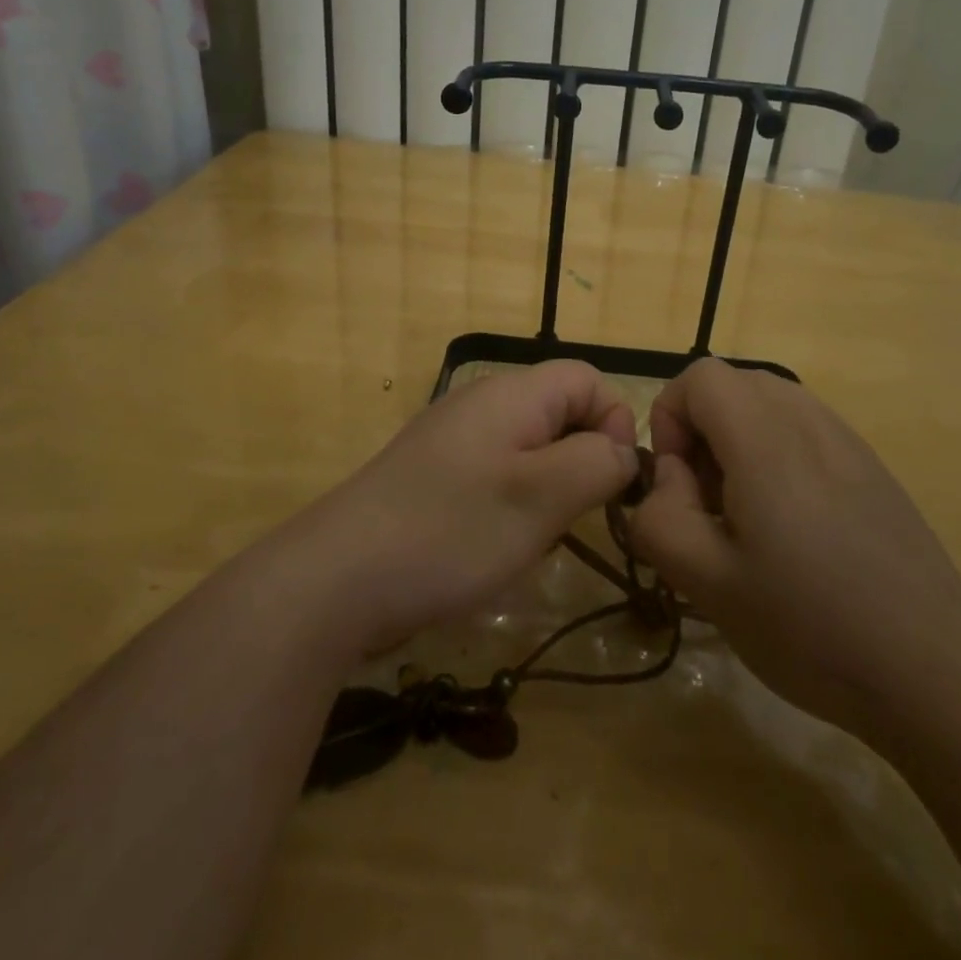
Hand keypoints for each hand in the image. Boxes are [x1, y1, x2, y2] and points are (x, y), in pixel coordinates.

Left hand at [282, 360, 639, 657]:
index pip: (588, 380)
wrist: (336, 578)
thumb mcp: (542, 496)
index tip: (611, 482)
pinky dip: (512, 505)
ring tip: (533, 538)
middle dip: (581, 462)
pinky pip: (495, 476)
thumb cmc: (450, 530)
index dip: (615, 422)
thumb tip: (624, 451)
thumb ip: (598, 463)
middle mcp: (481, 405)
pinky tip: (494, 547)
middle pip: (559, 413)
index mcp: (511, 394)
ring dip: (548, 491)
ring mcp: (452, 441)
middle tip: (572, 517)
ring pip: (530, 450)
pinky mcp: (432, 477)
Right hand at [631, 359, 960, 749]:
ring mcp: (849, 441)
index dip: (669, 418)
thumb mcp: (708, 583)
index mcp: (765, 439)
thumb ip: (660, 517)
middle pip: (734, 384)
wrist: (937, 672)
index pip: (699, 377)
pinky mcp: (873, 468)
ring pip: (770, 405)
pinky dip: (778, 456)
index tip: (678, 484)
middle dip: (701, 431)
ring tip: (747, 517)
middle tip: (707, 503)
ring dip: (738, 443)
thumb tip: (670, 477)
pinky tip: (795, 529)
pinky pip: (806, 431)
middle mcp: (810, 421)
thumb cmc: (810, 627)